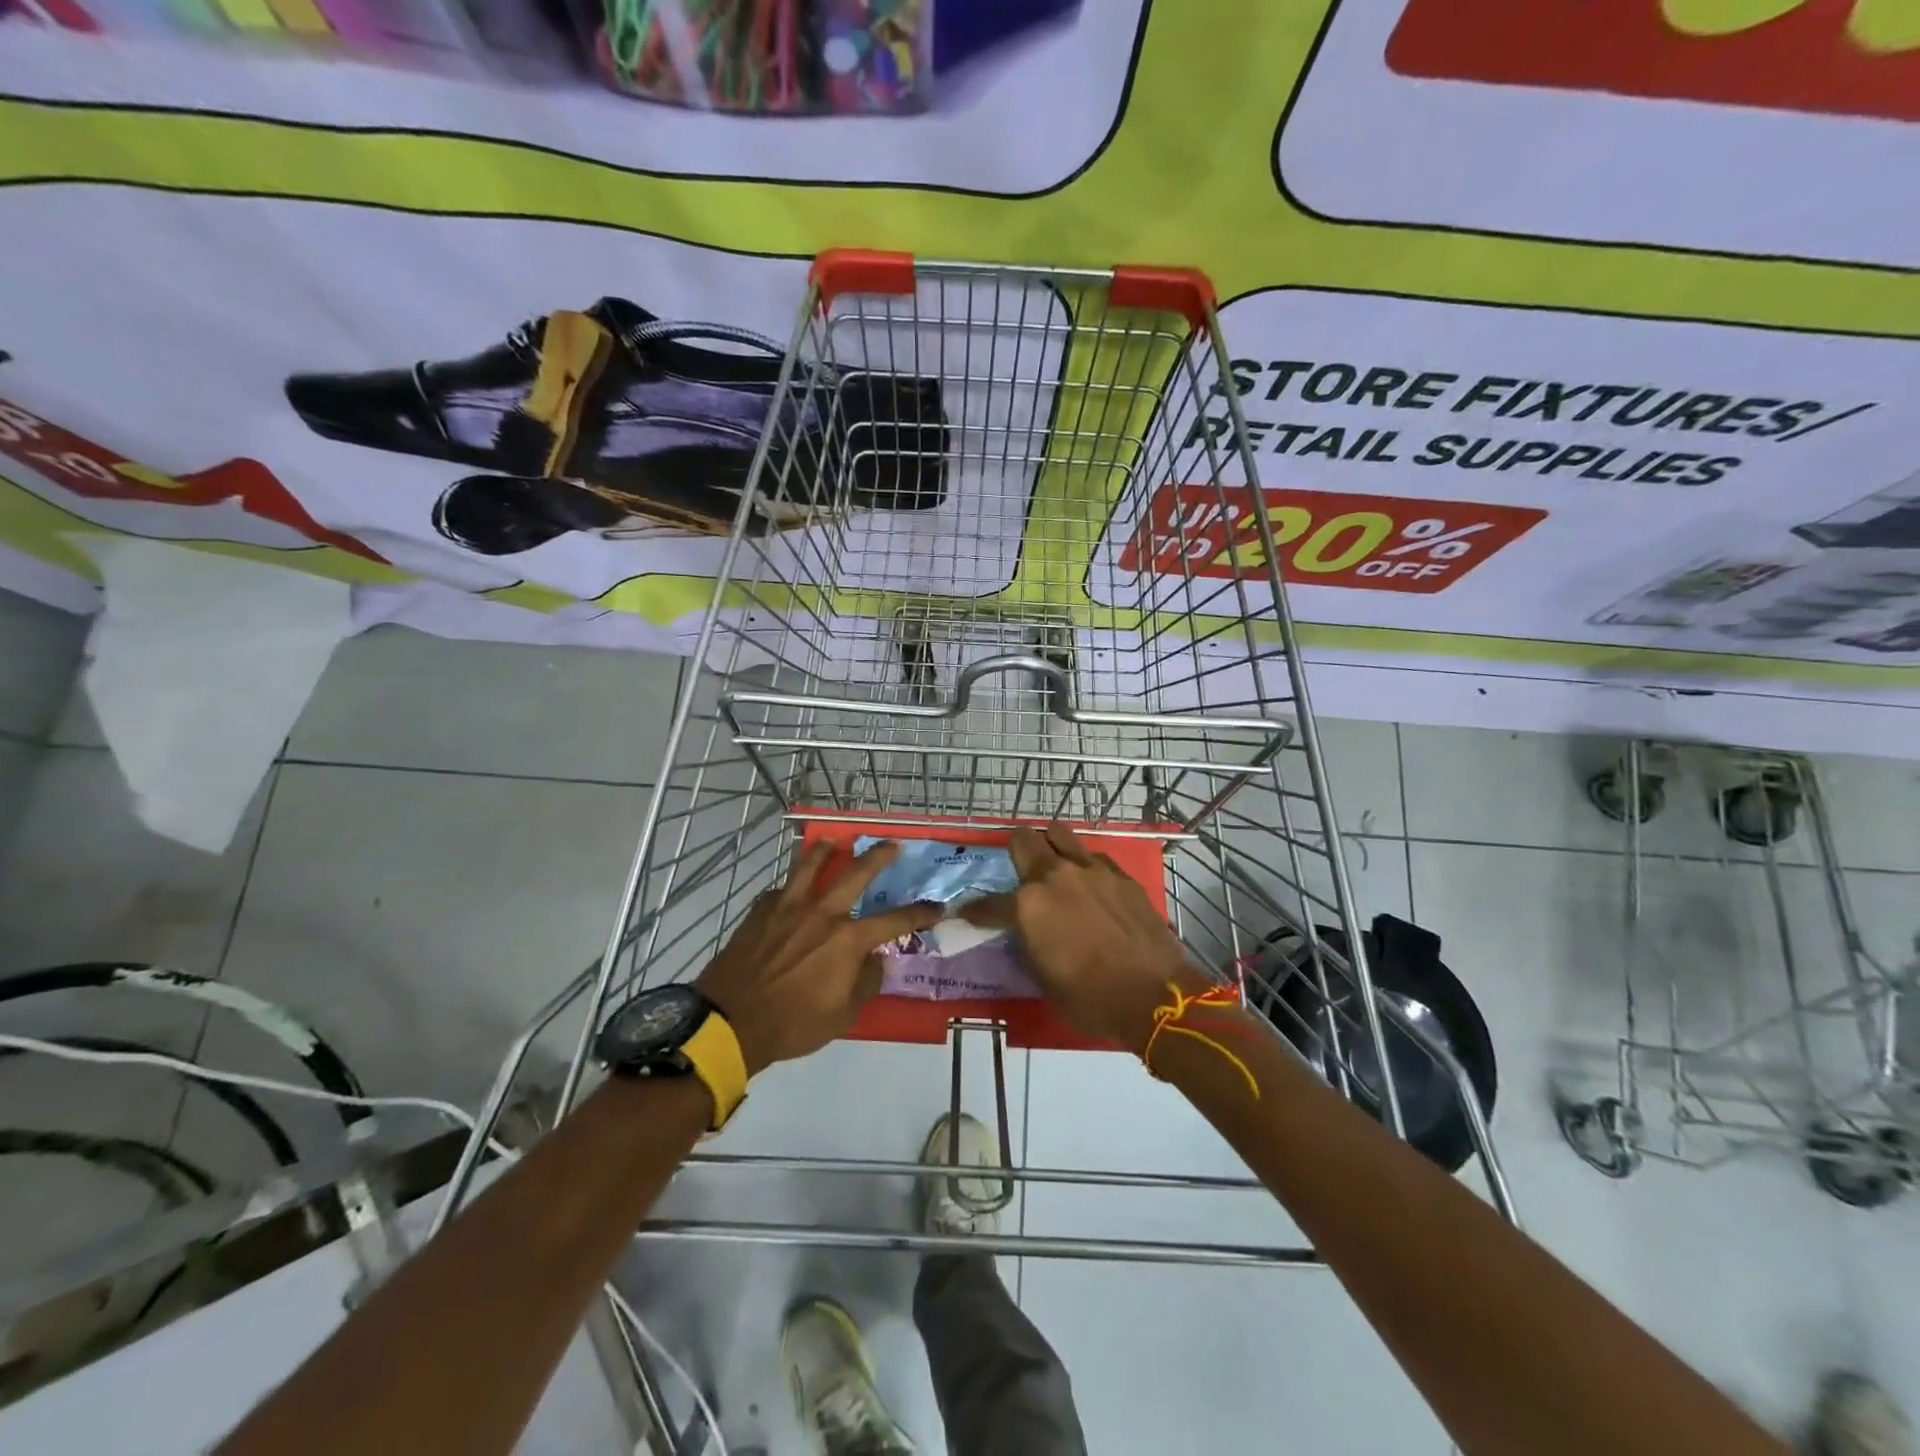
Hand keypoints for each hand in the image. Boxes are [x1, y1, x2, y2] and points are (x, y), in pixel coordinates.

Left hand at [694, 840, 939, 1076]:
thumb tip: (874, 960)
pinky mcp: (761, 910)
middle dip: (879, 856)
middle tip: (892, 844)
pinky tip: (791, 888)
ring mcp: (789, 906)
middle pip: (856, 873)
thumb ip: (865, 982)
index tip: (938, 907)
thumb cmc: (793, 1024)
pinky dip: (791, 885)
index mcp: (848, 940)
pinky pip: (781, 889)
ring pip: (811, 865)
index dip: (920, 913)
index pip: (895, 921)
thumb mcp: (842, 1016)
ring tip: (834, 841)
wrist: (730, 1021)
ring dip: (826, 851)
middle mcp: (823, 913)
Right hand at [966, 825, 1207, 1053]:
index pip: (989, 903)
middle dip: (1015, 852)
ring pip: (1060, 835)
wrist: (1154, 996)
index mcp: (1028, 905)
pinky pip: (1094, 857)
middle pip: (1024, 840)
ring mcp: (1091, 870)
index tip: (969, 913)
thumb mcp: (1043, 980)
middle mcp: (1056, 876)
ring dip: (1051, 847)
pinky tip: (1091, 887)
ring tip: (1055, 868)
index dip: (976, 910)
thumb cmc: (1090, 999)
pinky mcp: (1121, 875)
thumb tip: (1023, 934)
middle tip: (1019, 872)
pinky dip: (1085, 867)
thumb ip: (1028, 945)